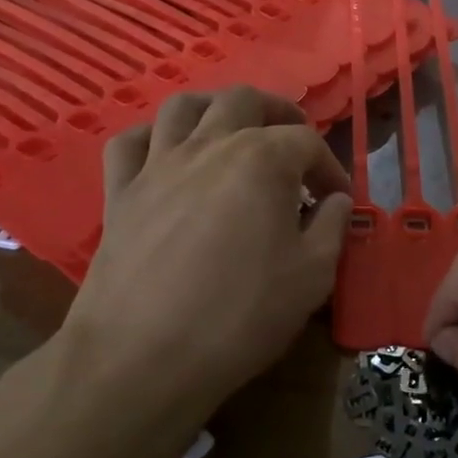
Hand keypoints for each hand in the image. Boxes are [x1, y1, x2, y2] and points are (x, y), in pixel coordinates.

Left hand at [60, 87, 352, 422]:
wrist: (143, 357)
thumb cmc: (240, 315)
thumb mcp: (313, 276)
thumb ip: (332, 227)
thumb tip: (336, 202)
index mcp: (262, 160)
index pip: (307, 142)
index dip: (330, 167)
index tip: (337, 200)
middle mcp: (209, 145)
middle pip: (245, 100)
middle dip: (277, 113)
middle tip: (293, 146)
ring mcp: (158, 165)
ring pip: (183, 105)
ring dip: (215, 109)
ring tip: (232, 132)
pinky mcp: (119, 192)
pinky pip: (130, 142)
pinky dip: (153, 137)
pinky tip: (168, 155)